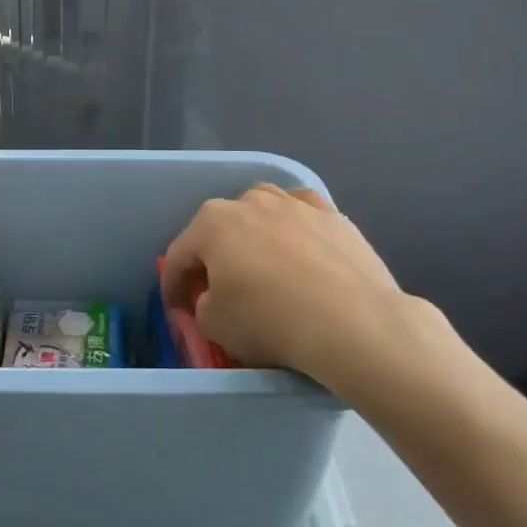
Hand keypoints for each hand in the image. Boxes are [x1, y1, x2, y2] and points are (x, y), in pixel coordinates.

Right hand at [160, 183, 466, 393]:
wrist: (354, 323)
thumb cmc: (270, 321)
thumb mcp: (215, 325)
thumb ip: (203, 306)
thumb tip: (213, 299)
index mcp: (211, 223)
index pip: (178, 256)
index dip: (172, 286)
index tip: (177, 310)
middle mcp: (249, 201)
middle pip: (219, 228)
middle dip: (213, 256)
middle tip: (217, 289)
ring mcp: (294, 204)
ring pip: (262, 210)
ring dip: (253, 234)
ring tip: (261, 263)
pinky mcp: (333, 215)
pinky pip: (303, 217)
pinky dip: (295, 230)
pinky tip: (301, 250)